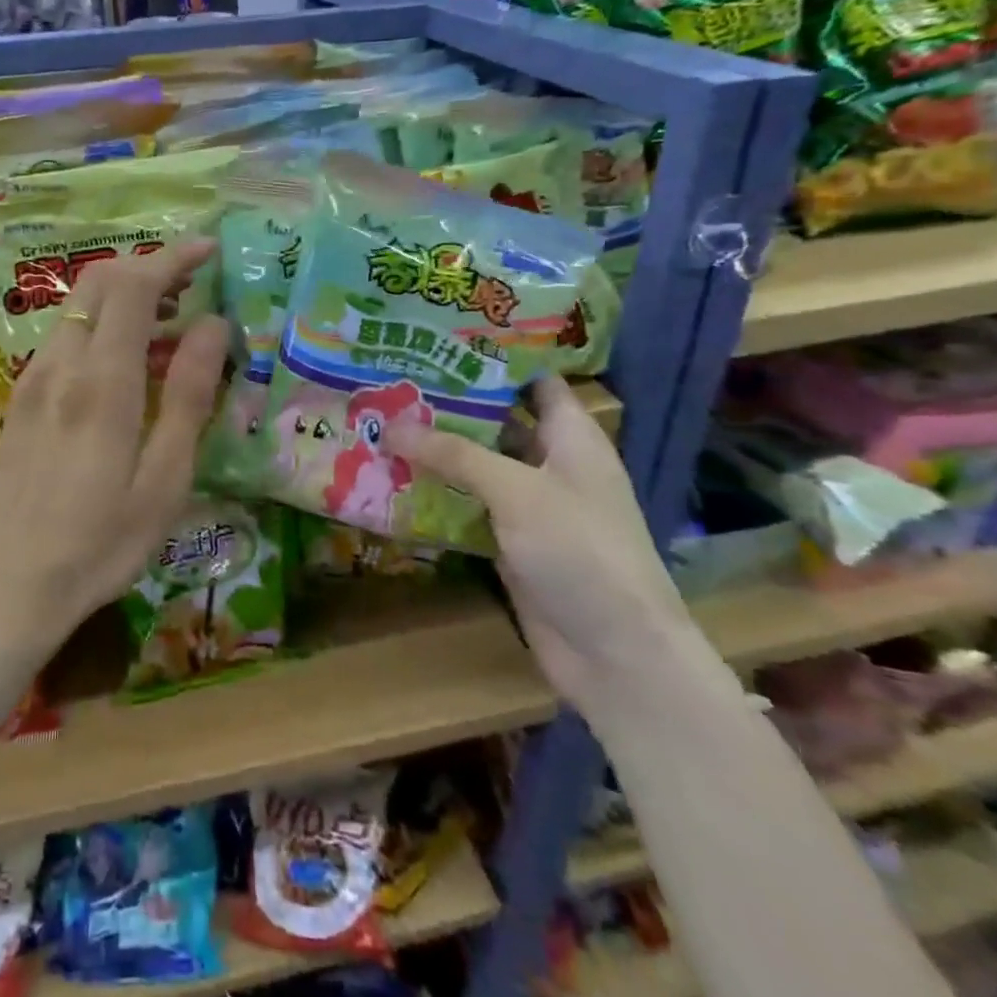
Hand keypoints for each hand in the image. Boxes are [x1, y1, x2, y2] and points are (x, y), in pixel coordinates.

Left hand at [0, 239, 229, 665]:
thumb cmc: (102, 543)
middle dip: (148, 267)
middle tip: (194, 283)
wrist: (10, 586)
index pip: (132, 287)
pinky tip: (129, 360)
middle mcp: (60, 365)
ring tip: (171, 321)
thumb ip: (190, 395)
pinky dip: (102, 323)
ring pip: (79, 306)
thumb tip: (213, 325)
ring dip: (125, 295)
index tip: (208, 252)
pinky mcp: (23, 396)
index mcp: (101, 383)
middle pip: (99, 282)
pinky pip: (65, 335)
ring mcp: (33, 378)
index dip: (171, 258)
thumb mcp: (165, 480)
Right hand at [389, 376, 696, 716]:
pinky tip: (391, 478)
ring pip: (476, 465)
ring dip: (436, 450)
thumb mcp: (517, 490)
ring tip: (380, 420)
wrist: (616, 654)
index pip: (534, 381)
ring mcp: (529, 506)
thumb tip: (391, 424)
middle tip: (392, 379)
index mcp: (572, 438)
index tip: (439, 342)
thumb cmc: (580, 551)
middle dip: (449, 404)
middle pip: (497, 421)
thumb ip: (454, 453)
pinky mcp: (509, 542)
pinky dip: (436, 493)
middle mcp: (551, 464)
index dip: (494, 360)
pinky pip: (467, 506)